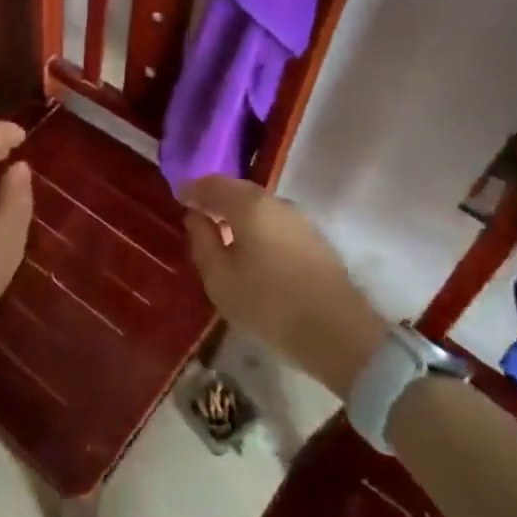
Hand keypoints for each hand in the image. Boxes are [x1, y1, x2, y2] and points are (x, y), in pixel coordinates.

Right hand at [180, 176, 386, 396]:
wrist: (338, 333)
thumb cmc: (268, 304)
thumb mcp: (219, 278)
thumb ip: (202, 241)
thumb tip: (196, 217)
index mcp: (249, 205)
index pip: (212, 184)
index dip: (192, 190)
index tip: (178, 200)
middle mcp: (276, 202)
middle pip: (238, 190)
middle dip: (216, 198)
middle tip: (198, 213)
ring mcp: (300, 219)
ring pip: (259, 206)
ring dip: (238, 212)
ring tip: (222, 232)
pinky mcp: (314, 239)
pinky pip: (275, 221)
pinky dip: (257, 225)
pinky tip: (251, 247)